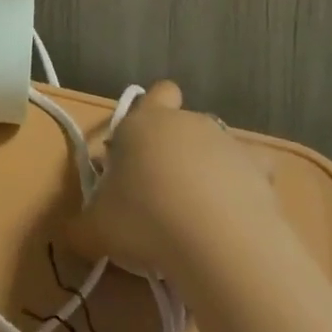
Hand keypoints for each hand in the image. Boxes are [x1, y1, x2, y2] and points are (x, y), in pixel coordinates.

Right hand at [66, 81, 279, 279]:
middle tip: (160, 192)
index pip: (155, 94)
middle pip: (183, 123)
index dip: (151, 111)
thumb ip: (83, 226)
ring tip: (198, 215)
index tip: (141, 147)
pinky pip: (253, 172)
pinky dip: (245, 189)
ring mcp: (225, 142)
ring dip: (208, 170)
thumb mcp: (97, 228)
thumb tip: (74, 233)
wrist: (213, 237)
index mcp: (144, 122)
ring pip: (216, 146)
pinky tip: (236, 216)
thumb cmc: (144, 218)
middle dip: (174, 149)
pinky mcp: (258, 170)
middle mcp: (186, 122)